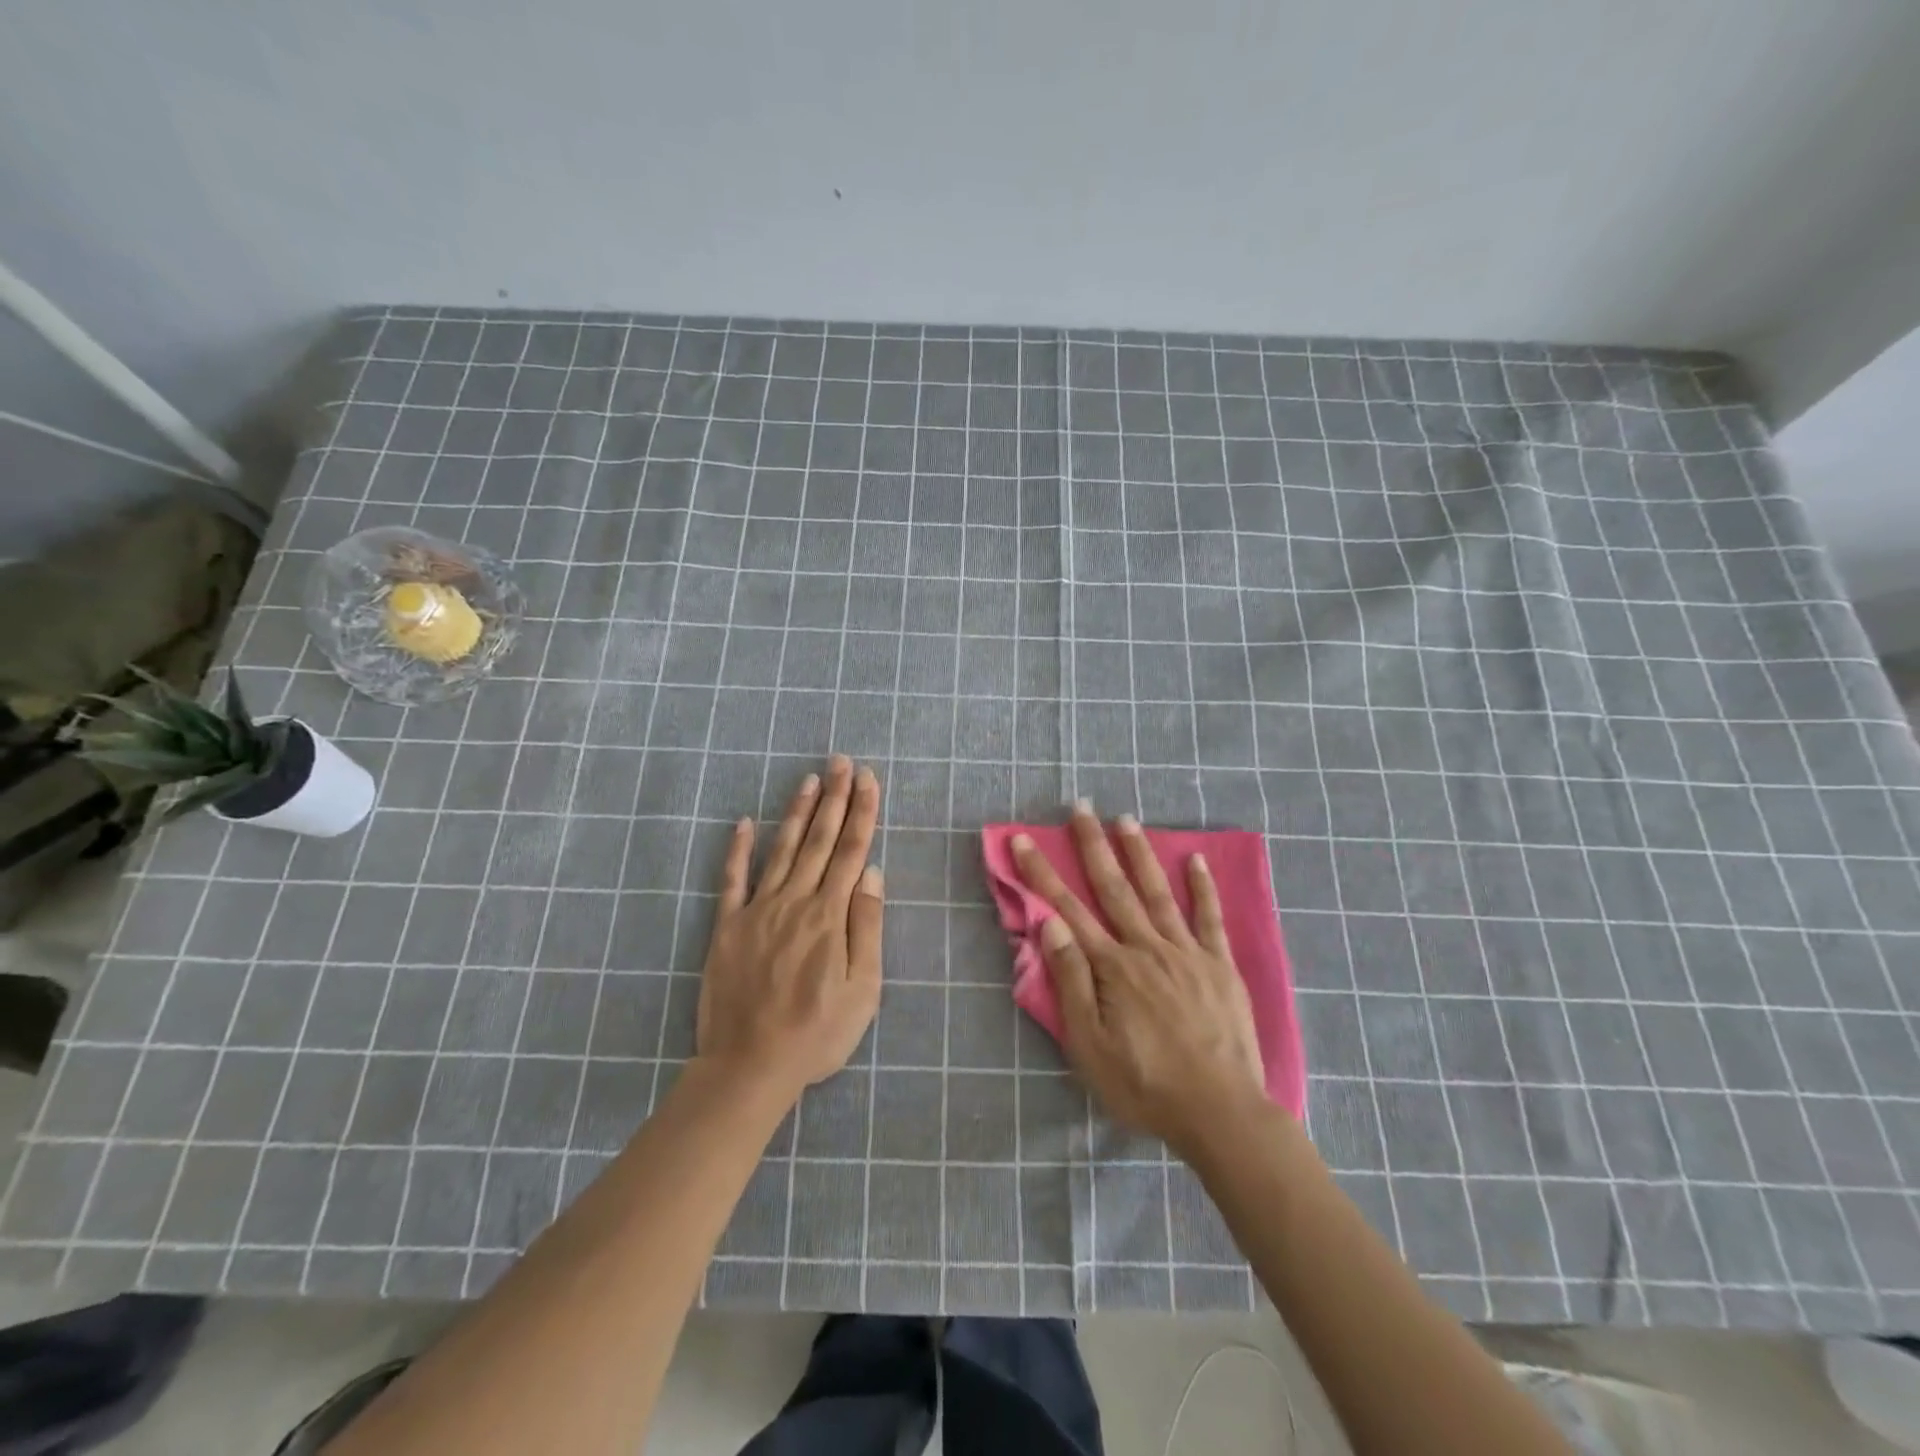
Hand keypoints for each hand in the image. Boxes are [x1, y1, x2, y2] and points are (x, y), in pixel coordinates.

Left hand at [695, 756, 883, 1102]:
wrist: (749, 1066)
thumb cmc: (816, 1033)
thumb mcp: (863, 989)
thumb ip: (866, 927)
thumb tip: (872, 873)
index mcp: (830, 916)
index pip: (851, 851)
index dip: (861, 812)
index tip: (868, 780)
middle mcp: (795, 901)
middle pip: (819, 840)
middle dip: (834, 798)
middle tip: (841, 762)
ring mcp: (757, 910)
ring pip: (781, 849)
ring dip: (796, 812)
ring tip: (809, 779)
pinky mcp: (726, 926)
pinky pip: (732, 879)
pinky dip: (737, 849)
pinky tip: (743, 822)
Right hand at [1011, 802, 1265, 1157]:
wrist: (1220, 1113)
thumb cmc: (1144, 1084)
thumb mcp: (1090, 1044)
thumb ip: (1071, 979)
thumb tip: (1050, 923)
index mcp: (1112, 966)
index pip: (1068, 908)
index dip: (1042, 873)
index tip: (1024, 840)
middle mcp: (1147, 947)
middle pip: (1114, 887)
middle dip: (1092, 845)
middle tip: (1081, 807)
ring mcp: (1187, 952)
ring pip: (1158, 892)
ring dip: (1140, 853)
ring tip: (1126, 819)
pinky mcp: (1220, 966)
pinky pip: (1210, 918)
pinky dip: (1203, 887)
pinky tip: (1195, 860)